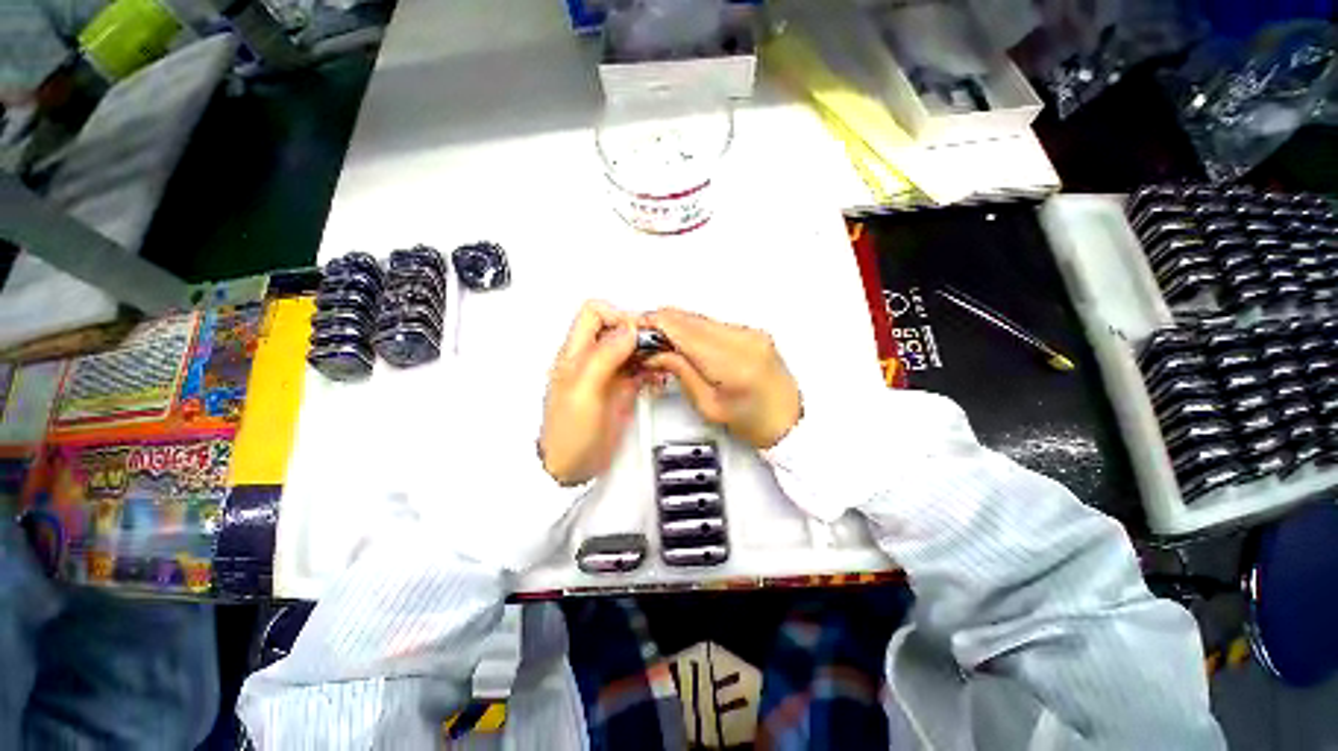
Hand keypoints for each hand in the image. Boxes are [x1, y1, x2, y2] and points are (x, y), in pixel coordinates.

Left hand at [539, 301, 645, 485]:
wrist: (572, 467)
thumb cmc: (567, 435)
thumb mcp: (583, 390)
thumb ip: (603, 356)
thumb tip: (626, 330)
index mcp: (576, 354)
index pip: (595, 313)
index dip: (618, 316)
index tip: (637, 333)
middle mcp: (593, 359)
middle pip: (619, 329)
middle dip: (640, 333)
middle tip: (656, 346)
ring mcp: (609, 375)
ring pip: (633, 348)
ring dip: (649, 351)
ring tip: (661, 363)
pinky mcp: (622, 390)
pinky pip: (641, 369)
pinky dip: (653, 369)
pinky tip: (657, 379)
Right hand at [641, 309, 802, 448]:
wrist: (790, 422)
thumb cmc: (756, 422)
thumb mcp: (709, 405)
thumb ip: (681, 371)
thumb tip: (657, 352)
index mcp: (733, 363)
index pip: (684, 331)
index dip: (656, 325)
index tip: (637, 329)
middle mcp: (745, 340)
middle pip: (690, 319)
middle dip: (662, 325)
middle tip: (645, 339)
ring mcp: (751, 333)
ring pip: (701, 318)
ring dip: (678, 327)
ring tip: (663, 345)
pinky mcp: (752, 332)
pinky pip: (714, 323)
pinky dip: (694, 330)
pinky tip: (686, 344)